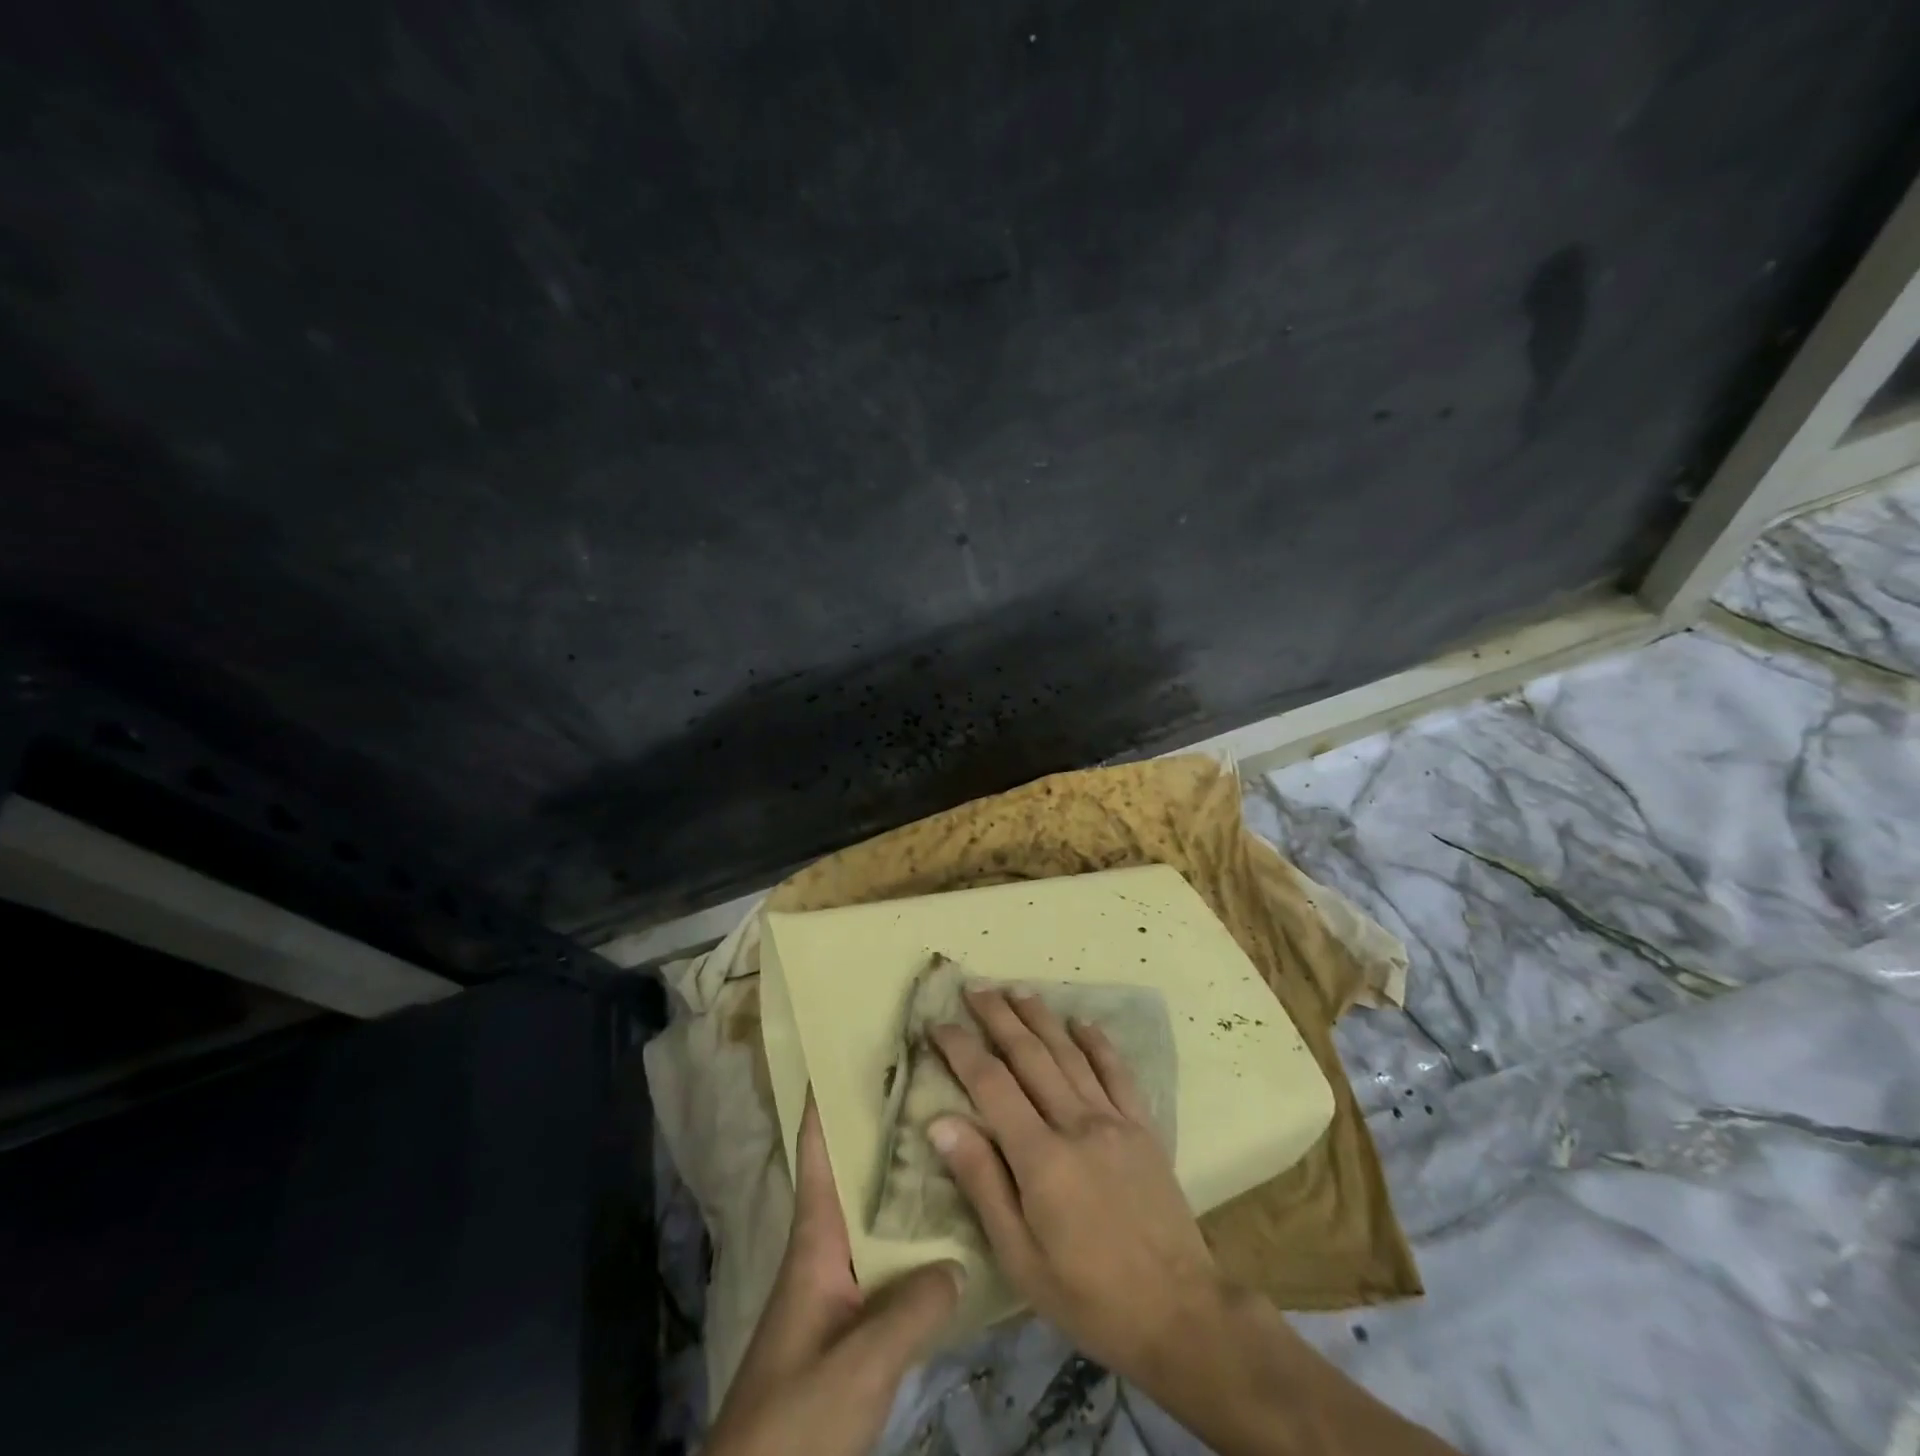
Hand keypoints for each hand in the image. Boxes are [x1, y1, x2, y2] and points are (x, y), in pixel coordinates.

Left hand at [706, 1093, 961, 1455]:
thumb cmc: (796, 1414)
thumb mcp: (859, 1362)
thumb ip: (912, 1309)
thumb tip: (960, 1260)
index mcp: (815, 1238)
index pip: (818, 1151)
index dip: (827, 1100)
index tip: (853, 1050)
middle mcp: (826, 1248)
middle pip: (854, 1172)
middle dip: (885, 1128)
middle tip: (932, 1085)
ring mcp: (837, 1286)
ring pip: (875, 1214)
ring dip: (904, 1181)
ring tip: (953, 1142)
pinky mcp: (851, 1321)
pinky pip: (888, 1259)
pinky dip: (914, 1236)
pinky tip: (951, 1233)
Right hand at [928, 988, 1222, 1381]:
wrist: (1179, 1314)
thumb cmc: (1087, 1295)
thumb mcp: (1019, 1256)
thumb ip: (982, 1182)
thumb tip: (941, 1122)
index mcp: (1041, 1157)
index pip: (991, 1084)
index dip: (961, 1049)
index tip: (938, 1024)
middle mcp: (1076, 1123)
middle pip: (1029, 1055)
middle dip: (998, 1017)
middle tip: (974, 988)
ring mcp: (1114, 1119)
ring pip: (1070, 1053)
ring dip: (1041, 1017)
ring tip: (1016, 990)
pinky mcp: (1143, 1126)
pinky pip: (1117, 1071)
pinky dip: (1097, 1042)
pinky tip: (1082, 1022)